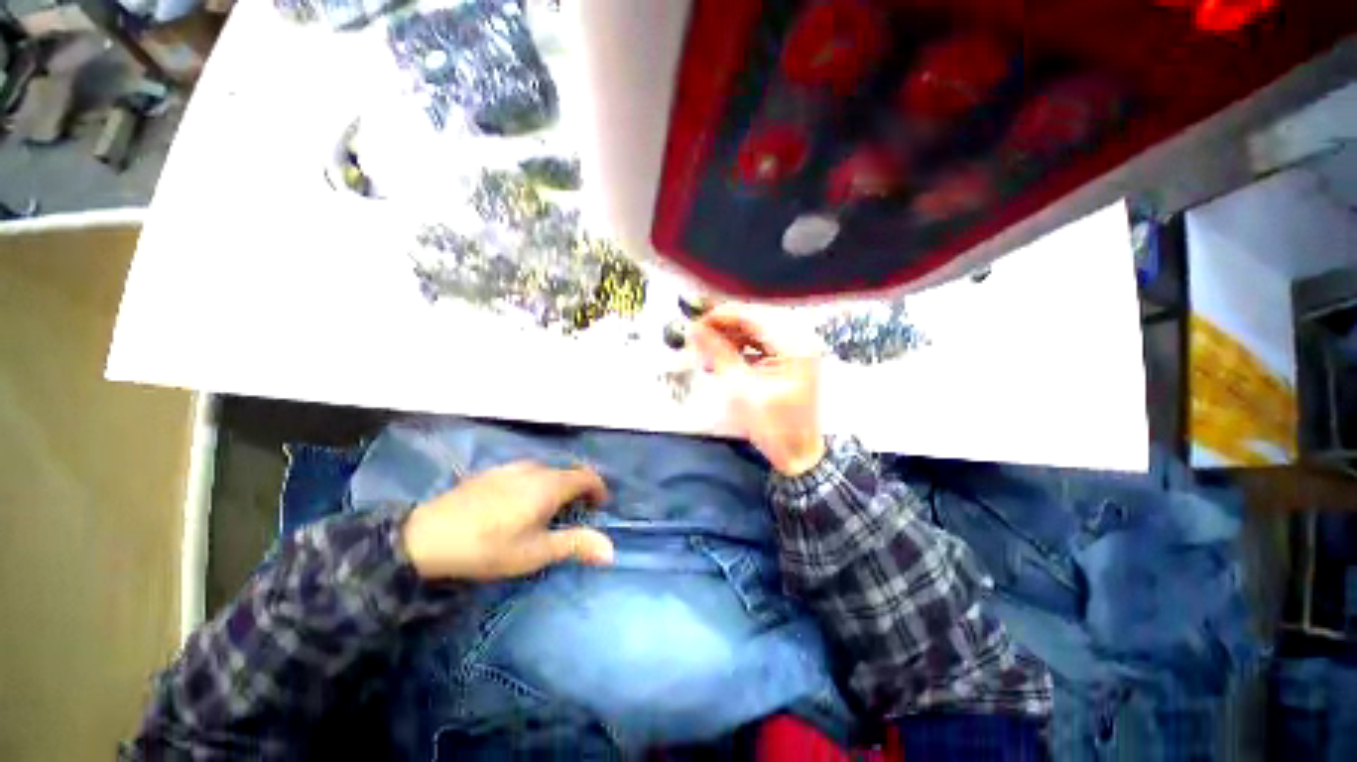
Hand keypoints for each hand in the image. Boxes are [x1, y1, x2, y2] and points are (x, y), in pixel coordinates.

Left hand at [401, 462, 614, 580]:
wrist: (427, 536)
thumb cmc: (489, 547)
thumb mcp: (535, 552)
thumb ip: (575, 545)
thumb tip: (611, 550)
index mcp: (550, 484)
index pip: (587, 476)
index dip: (599, 489)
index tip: (599, 508)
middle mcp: (535, 468)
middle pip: (568, 472)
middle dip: (579, 489)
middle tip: (575, 515)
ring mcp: (512, 467)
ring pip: (547, 471)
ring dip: (557, 486)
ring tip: (549, 511)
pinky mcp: (493, 472)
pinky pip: (527, 472)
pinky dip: (537, 484)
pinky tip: (519, 505)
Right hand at [691, 305, 826, 475]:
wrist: (798, 454)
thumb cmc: (774, 427)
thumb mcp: (741, 389)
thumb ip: (718, 353)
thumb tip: (694, 330)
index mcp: (795, 345)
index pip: (753, 316)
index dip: (721, 316)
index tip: (696, 323)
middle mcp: (801, 340)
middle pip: (755, 320)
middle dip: (724, 328)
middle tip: (699, 338)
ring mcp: (798, 349)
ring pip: (757, 330)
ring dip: (731, 338)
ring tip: (707, 351)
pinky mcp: (791, 358)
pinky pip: (762, 343)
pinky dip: (742, 348)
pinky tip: (724, 358)